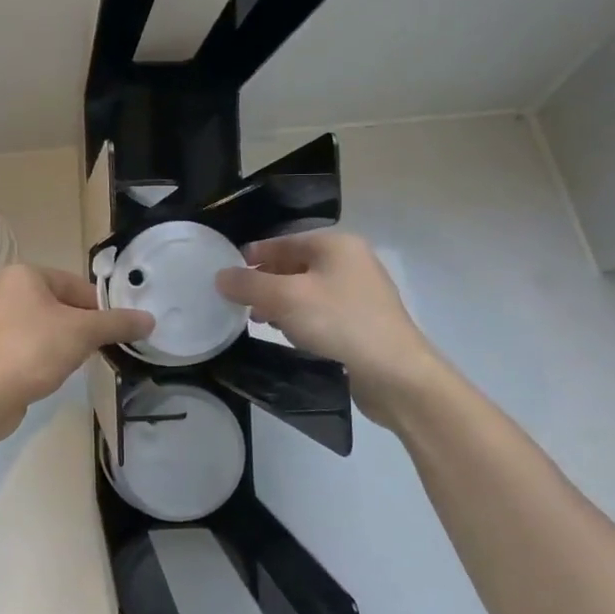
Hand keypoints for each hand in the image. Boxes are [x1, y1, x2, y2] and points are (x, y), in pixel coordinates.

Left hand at [0, 265, 152, 437]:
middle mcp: (2, 290)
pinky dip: (41, 355)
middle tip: (101, 349)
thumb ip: (117, 323)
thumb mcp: (83, 332)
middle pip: (58, 304)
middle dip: (81, 326)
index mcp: (23, 275)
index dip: (101, 308)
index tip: (117, 331)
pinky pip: (24, 345)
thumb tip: (149, 320)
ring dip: (62, 342)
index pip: (75, 285)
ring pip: (41, 326)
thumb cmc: (34, 349)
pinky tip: (50, 373)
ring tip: (77, 363)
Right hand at [215, 232, 440, 422]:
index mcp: (335, 245)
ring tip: (257, 319)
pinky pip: (321, 310)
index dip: (253, 255)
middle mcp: (350, 261)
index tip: (227, 273)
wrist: (394, 372)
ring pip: (307, 289)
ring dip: (280, 302)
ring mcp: (360, 291)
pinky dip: (300, 317)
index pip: (283, 241)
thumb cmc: (338, 322)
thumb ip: (248, 284)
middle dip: (265, 281)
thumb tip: (220, 276)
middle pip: (295, 264)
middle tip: (238, 300)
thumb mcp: (284, 299)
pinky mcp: (362, 320)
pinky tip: (288, 334)